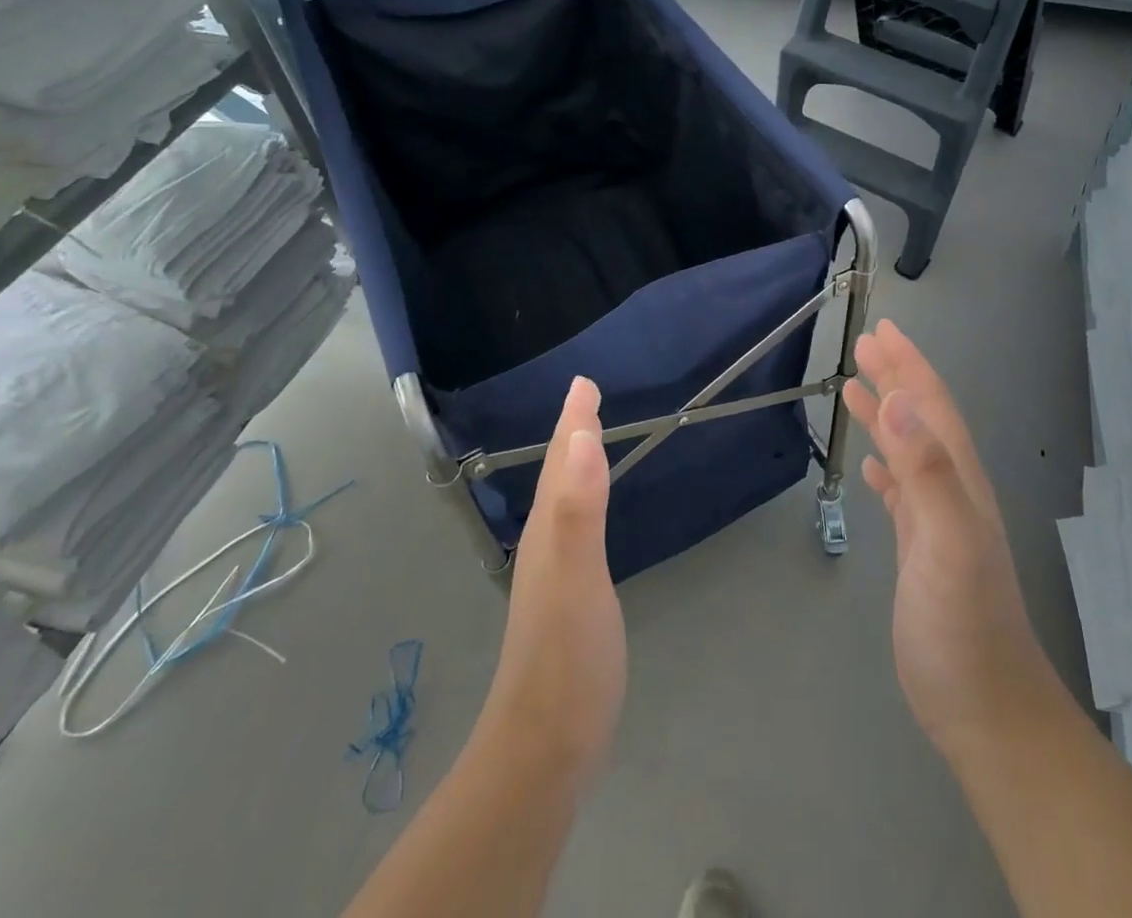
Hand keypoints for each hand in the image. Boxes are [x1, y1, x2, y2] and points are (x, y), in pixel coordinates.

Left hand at [480, 376, 625, 782]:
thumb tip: (581, 437)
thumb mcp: (578, 577)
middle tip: (585, 401)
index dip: (573, 421)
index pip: (561, 462)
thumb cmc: (567, 658)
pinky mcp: (566, 600)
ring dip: (572, 464)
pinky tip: (586, 515)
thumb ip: (579, 508)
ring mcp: (552, 575)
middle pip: (557, 475)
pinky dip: (581, 502)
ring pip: (562, 500)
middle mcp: (545, 544)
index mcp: (549, 531)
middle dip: (571, 434)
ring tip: (585, 442)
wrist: (545, 748)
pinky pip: (573, 528)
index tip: (583, 383)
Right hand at [846, 321, 1062, 761]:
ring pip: (909, 450)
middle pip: (921, 419)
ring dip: (885, 415)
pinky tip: (871, 467)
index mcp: (959, 479)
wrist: (985, 707)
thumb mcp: (949, 541)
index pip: (931, 406)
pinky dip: (886, 467)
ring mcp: (938, 521)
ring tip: (854, 390)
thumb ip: (927, 470)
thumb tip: (899, 402)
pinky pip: (901, 491)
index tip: (882, 331)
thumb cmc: (964, 624)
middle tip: (864, 345)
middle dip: (895, 377)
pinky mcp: (922, 550)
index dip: (909, 366)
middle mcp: (951, 490)